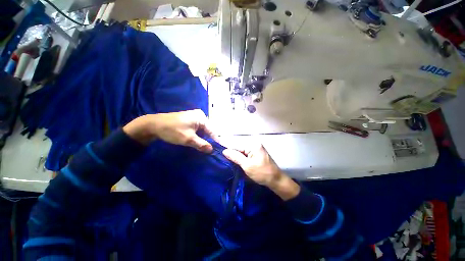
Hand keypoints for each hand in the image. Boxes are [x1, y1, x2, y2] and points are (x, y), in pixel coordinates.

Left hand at [123, 109, 216, 152]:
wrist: (153, 125)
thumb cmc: (172, 130)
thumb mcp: (188, 139)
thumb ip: (202, 144)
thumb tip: (212, 150)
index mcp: (201, 117)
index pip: (212, 131)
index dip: (216, 141)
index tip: (220, 149)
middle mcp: (200, 116)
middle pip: (208, 130)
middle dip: (209, 140)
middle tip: (212, 150)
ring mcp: (194, 118)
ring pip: (203, 131)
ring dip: (203, 139)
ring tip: (206, 148)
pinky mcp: (189, 121)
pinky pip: (198, 130)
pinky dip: (198, 136)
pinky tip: (199, 142)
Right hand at [222, 144, 299, 199]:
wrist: (276, 180)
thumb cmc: (262, 173)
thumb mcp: (247, 165)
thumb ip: (235, 157)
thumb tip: (224, 151)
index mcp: (252, 145)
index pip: (236, 145)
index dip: (227, 148)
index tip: (217, 148)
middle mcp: (254, 144)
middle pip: (239, 148)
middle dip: (231, 152)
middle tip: (221, 156)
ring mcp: (256, 148)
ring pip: (242, 151)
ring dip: (235, 155)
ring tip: (225, 158)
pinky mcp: (257, 153)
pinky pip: (246, 154)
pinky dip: (240, 157)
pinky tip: (234, 160)